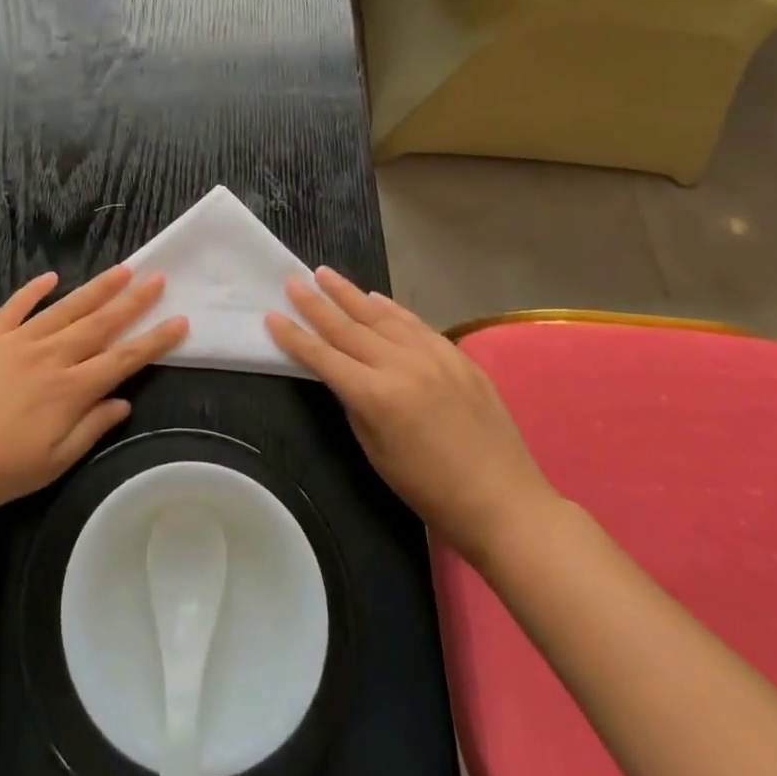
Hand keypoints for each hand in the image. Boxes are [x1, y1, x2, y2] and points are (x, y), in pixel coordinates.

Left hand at [0, 265, 187, 514]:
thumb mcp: (50, 464)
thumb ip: (89, 429)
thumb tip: (123, 403)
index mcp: (70, 390)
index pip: (123, 359)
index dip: (154, 340)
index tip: (179, 321)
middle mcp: (52, 356)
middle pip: (100, 323)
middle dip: (133, 302)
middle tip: (158, 278)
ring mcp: (18, 340)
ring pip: (66, 308)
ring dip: (96, 288)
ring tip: (122, 269)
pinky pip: (16, 305)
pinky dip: (34, 290)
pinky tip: (52, 277)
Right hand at [264, 268, 559, 565]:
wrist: (504, 501)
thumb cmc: (430, 490)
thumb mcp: (377, 453)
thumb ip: (355, 405)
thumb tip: (342, 376)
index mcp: (376, 396)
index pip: (323, 357)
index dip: (294, 337)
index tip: (272, 315)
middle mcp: (401, 365)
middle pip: (348, 327)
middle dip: (316, 304)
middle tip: (292, 281)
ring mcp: (432, 355)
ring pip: (381, 316)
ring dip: (350, 294)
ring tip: (325, 274)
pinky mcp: (457, 355)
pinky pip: (415, 323)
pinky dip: (391, 309)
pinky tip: (375, 298)